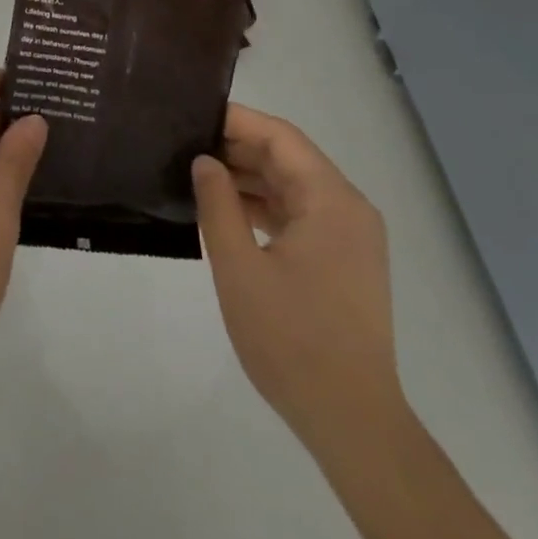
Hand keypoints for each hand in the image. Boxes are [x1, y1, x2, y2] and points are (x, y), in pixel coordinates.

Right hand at [193, 103, 403, 445]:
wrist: (351, 422)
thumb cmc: (292, 340)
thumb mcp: (240, 268)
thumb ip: (218, 204)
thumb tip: (204, 161)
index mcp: (331, 200)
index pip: (280, 137)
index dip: (236, 121)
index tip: (193, 116)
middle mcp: (348, 208)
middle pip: (288, 158)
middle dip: (238, 148)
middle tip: (185, 144)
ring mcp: (349, 236)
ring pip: (292, 186)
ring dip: (248, 178)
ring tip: (197, 174)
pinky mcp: (343, 261)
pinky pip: (300, 214)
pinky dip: (264, 206)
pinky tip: (227, 211)